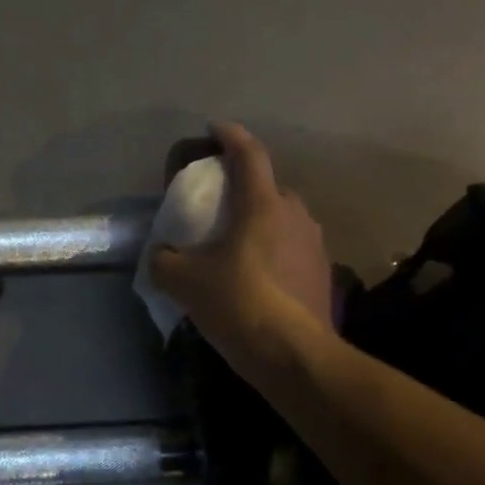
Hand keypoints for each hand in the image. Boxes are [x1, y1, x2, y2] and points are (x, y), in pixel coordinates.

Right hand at [148, 122, 333, 370]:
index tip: (215, 129)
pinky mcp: (324, 274)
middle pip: (269, 189)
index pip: (249, 155)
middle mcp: (295, 215)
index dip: (231, 136)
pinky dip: (274, 254)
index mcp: (262, 205)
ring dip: (262, 225)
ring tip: (238, 246)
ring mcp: (314, 245)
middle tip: (220, 206)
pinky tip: (259, 278)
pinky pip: (293, 250)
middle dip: (245, 190)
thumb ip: (164, 261)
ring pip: (283, 221)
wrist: (294, 355)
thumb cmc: (238, 302)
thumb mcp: (184, 282)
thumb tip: (160, 255)